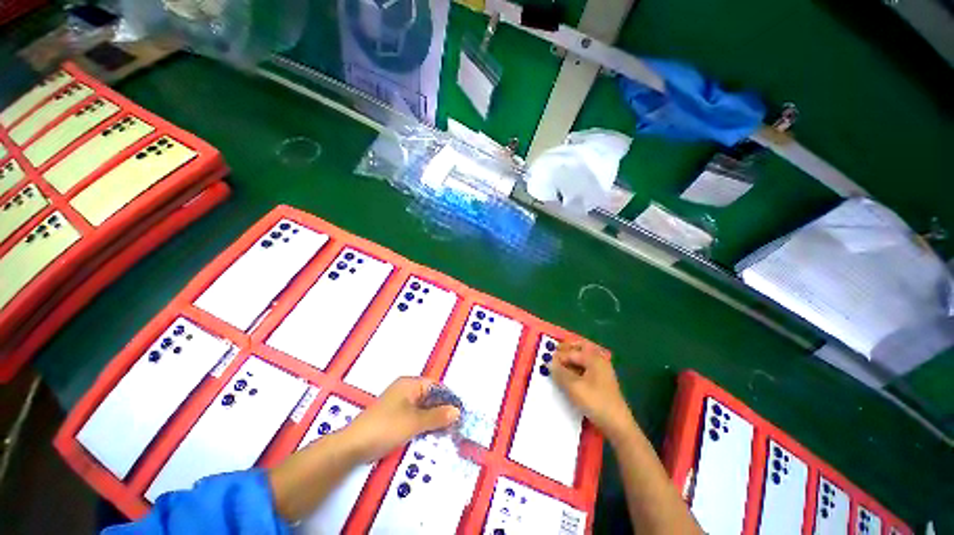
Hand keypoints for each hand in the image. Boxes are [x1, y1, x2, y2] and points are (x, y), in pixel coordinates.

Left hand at [340, 377, 460, 462]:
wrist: (353, 446)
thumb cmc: (385, 427)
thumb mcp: (414, 422)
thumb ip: (437, 416)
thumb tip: (457, 411)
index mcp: (410, 384)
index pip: (435, 386)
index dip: (448, 397)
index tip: (460, 411)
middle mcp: (406, 391)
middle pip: (430, 397)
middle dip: (442, 410)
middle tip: (456, 424)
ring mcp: (400, 404)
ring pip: (424, 409)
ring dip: (434, 419)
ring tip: (448, 431)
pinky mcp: (395, 418)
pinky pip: (416, 417)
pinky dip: (425, 424)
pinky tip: (433, 435)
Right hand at [550, 342, 635, 442]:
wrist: (617, 425)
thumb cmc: (595, 402)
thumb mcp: (574, 387)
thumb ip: (560, 372)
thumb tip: (549, 363)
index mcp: (594, 359)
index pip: (572, 352)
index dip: (558, 356)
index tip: (546, 359)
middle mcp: (599, 361)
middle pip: (581, 349)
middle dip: (567, 350)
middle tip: (554, 353)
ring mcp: (602, 372)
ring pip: (583, 359)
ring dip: (571, 358)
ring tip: (559, 365)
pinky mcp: (601, 383)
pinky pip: (586, 368)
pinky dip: (576, 367)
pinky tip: (569, 375)